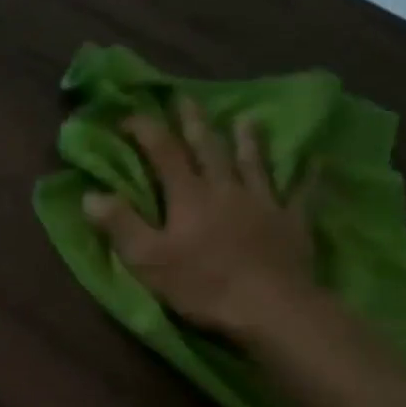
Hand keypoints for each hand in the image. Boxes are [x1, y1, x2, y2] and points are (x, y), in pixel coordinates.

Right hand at [83, 103, 317, 339]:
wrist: (269, 307)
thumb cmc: (201, 285)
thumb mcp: (147, 260)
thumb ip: (120, 225)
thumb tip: (90, 194)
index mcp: (188, 196)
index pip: (163, 153)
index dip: (146, 131)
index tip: (129, 117)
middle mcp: (225, 189)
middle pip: (209, 149)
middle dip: (195, 123)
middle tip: (187, 99)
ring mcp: (263, 203)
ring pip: (254, 163)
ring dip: (247, 140)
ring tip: (245, 119)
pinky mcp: (292, 223)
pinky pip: (301, 194)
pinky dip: (307, 176)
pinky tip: (316, 163)